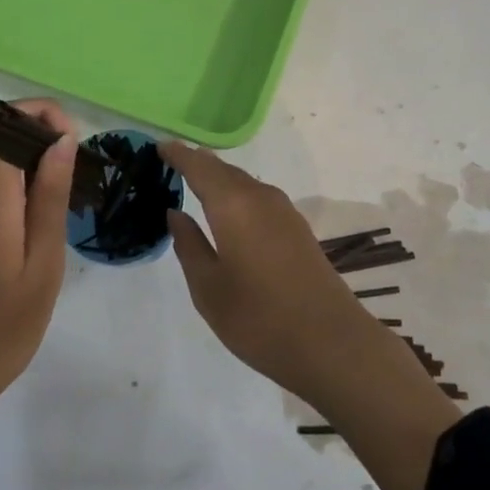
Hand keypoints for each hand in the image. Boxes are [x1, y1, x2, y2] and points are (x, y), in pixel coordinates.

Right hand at [164, 140, 460, 489]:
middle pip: (224, 169)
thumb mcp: (208, 288)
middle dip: (198, 163)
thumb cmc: (258, 318)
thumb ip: (189, 245)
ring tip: (196, 185)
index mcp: (233, 204)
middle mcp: (260, 196)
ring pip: (244, 182)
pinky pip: (259, 197)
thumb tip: (176, 213)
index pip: (200, 166)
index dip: (178, 154)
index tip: (159, 147)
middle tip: (172, 163)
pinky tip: (231, 213)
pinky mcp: (298, 228)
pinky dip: (238, 194)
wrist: (330, 342)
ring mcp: (284, 211)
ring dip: (220, 179)